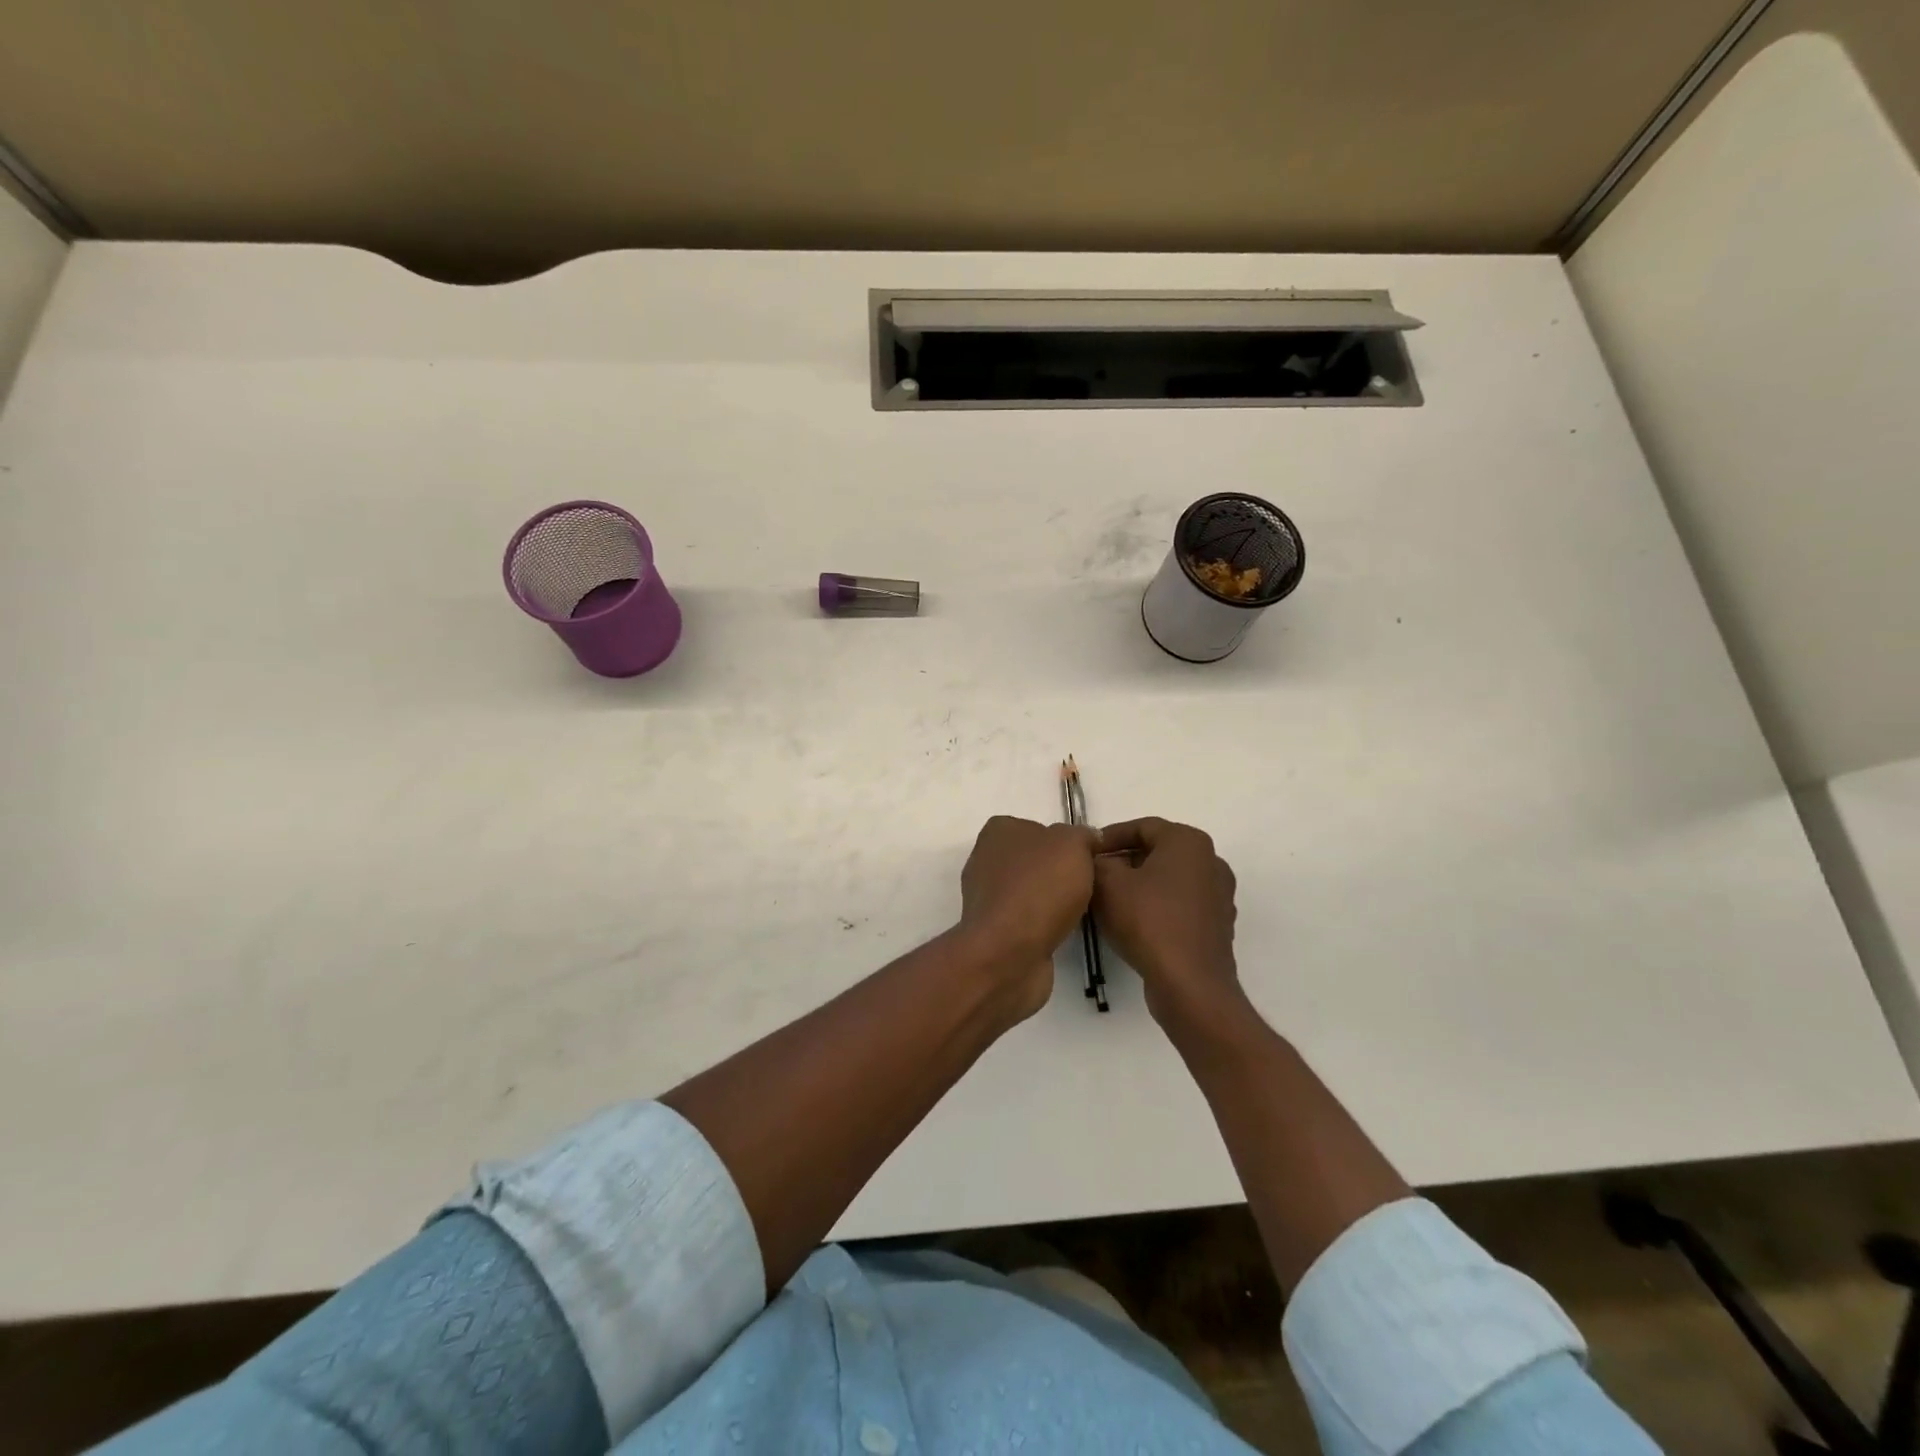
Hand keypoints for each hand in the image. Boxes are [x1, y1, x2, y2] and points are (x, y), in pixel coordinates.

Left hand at [958, 815, 1096, 1018]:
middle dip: (1059, 873)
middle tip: (1087, 885)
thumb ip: (1082, 836)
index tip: (1087, 858)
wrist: (1009, 952)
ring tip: (1079, 911)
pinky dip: (1043, 925)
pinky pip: (1026, 919)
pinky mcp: (993, 930)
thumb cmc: (1039, 888)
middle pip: (1034, 860)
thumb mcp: (1072, 845)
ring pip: (1030, 891)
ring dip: (1052, 901)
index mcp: (998, 831)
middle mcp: (985, 860)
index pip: (1037, 827)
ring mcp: (986, 898)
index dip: (1065, 842)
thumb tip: (1088, 840)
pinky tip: (1061, 932)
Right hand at [1093, 817, 1245, 1028]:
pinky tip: (1132, 925)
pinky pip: (1179, 906)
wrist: (1190, 985)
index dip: (1108, 837)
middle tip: (1093, 876)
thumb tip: (1096, 859)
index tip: (1085, 853)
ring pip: (1168, 880)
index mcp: (1189, 842)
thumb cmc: (1148, 922)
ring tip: (1108, 901)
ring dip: (1138, 886)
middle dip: (1123, 862)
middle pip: (1156, 852)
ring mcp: (1218, 896)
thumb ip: (1097, 862)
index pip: (1141, 827)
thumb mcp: (1108, 884)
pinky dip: (1155, 908)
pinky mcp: (1216, 926)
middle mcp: (1211, 862)